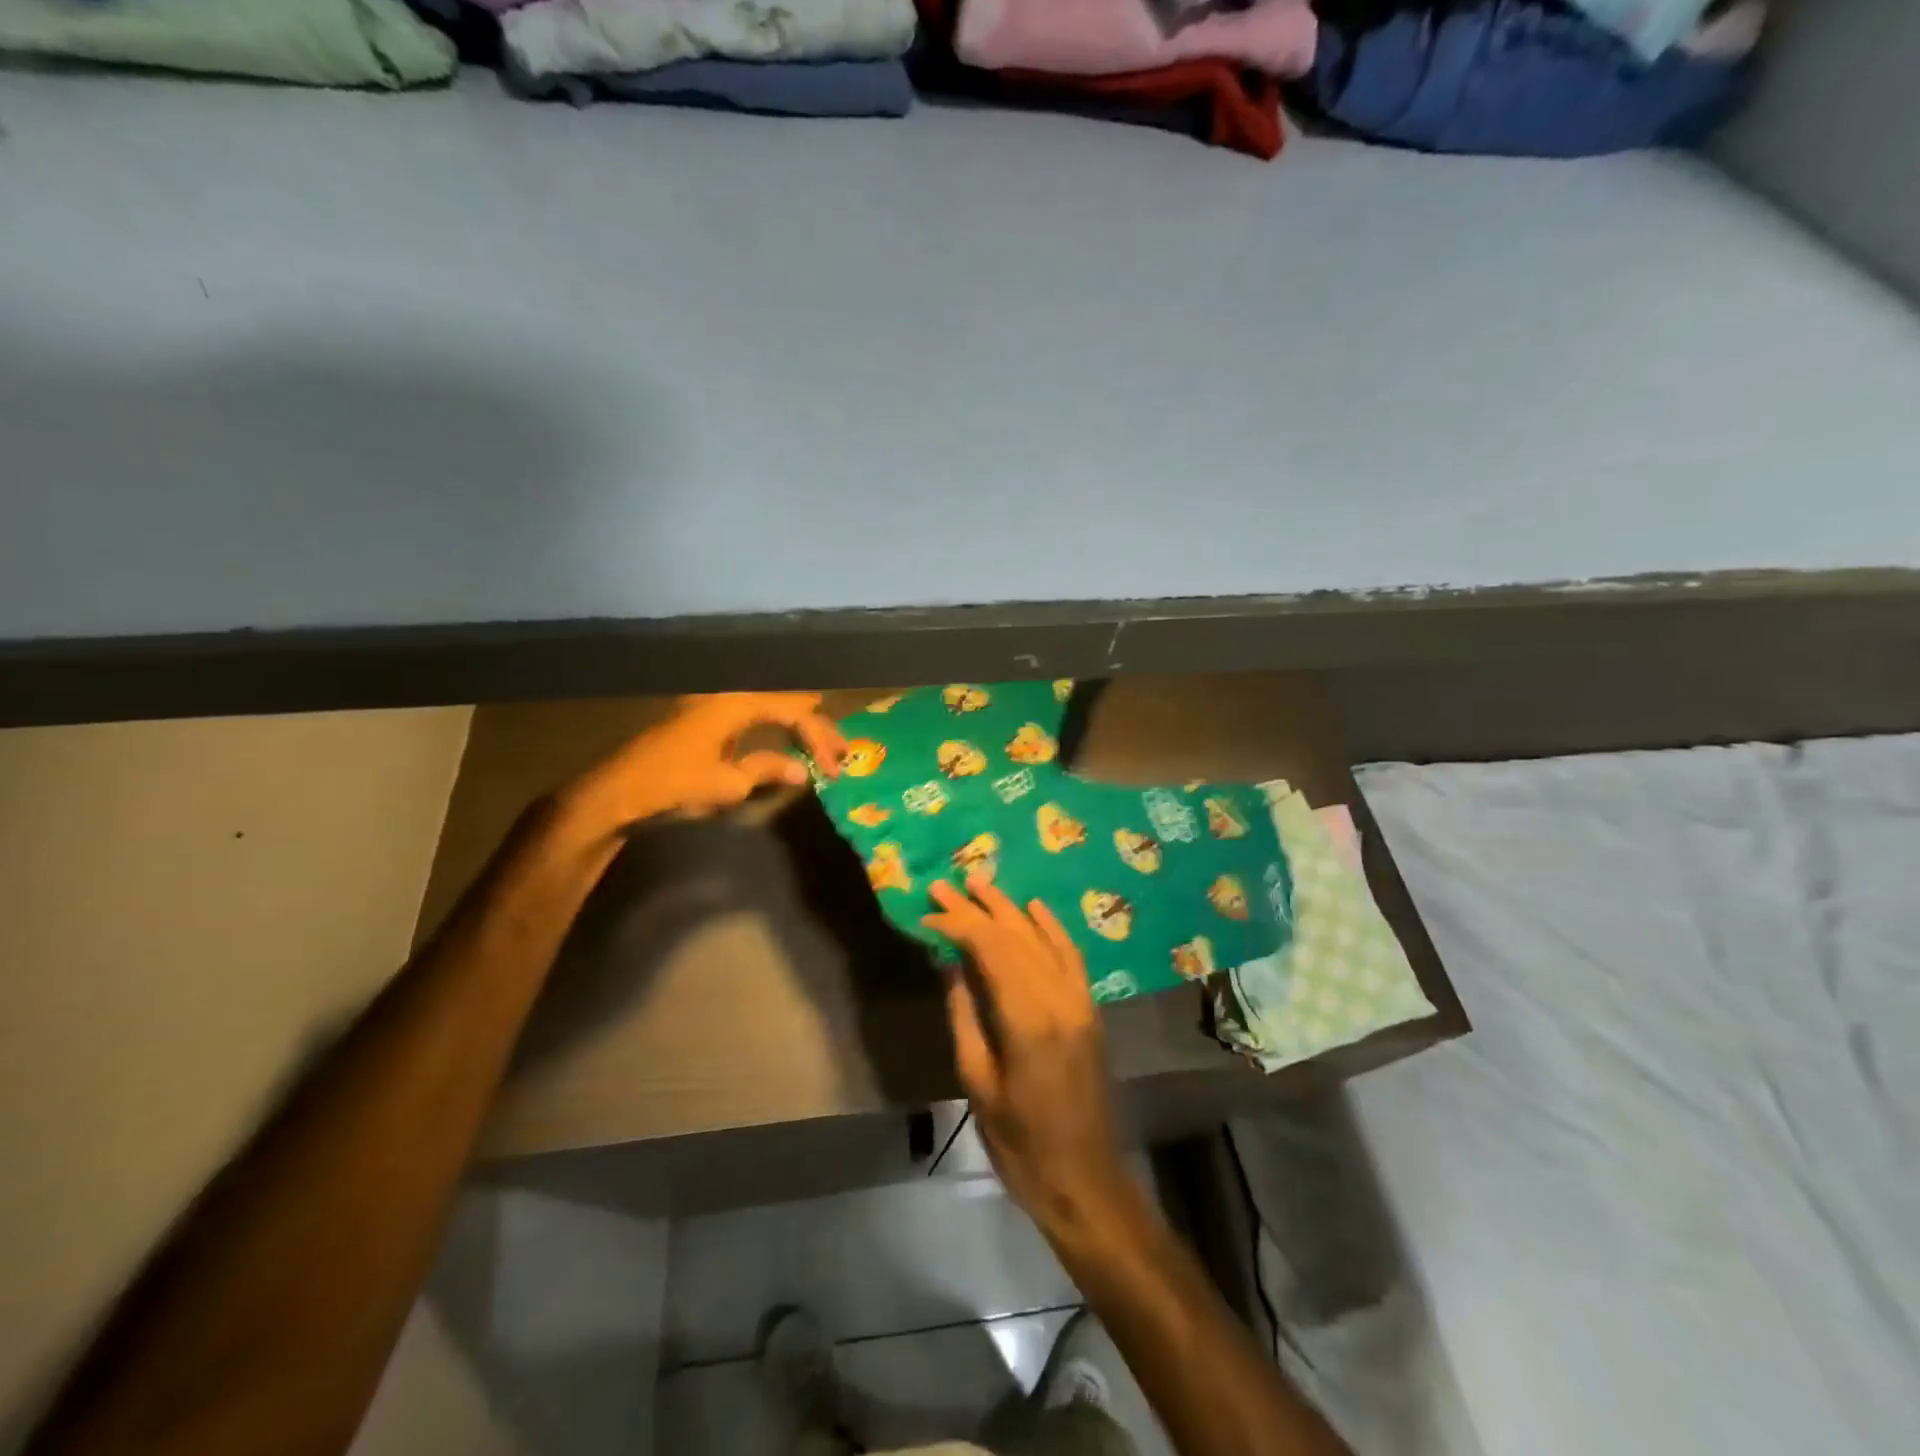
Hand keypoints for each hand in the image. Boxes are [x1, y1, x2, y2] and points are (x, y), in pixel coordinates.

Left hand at [555, 692, 846, 840]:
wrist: (618, 790)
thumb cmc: (675, 784)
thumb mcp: (728, 784)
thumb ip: (768, 770)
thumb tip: (803, 772)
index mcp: (737, 703)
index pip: (794, 712)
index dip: (819, 739)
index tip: (833, 770)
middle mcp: (728, 694)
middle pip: (786, 701)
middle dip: (816, 726)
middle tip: (840, 751)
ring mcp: (714, 703)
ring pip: (770, 705)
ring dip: (796, 725)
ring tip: (821, 744)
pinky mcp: (705, 717)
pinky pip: (753, 713)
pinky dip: (775, 726)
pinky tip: (785, 739)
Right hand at [925, 877, 1133, 1239]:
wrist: (1084, 1179)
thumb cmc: (1020, 1142)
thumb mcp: (978, 1082)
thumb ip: (965, 1016)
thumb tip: (951, 964)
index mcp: (1027, 1019)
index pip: (990, 949)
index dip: (959, 925)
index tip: (929, 913)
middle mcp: (1058, 997)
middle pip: (1014, 937)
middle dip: (978, 908)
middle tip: (947, 884)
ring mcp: (1080, 1000)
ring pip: (1041, 939)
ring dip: (1010, 909)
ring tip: (981, 883)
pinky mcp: (1089, 1009)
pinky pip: (1070, 956)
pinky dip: (1051, 927)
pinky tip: (1034, 908)